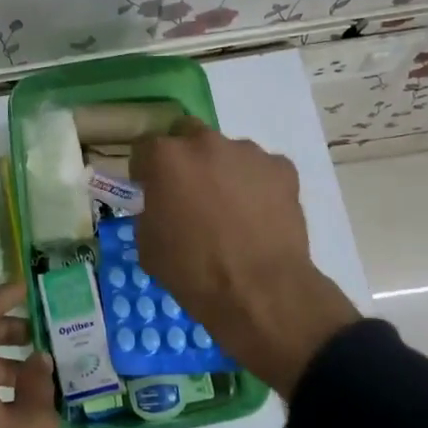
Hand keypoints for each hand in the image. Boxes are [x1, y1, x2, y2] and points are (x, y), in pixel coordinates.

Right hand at [131, 122, 359, 396]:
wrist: (261, 292)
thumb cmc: (193, 272)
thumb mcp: (148, 246)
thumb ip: (149, 212)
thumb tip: (159, 206)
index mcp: (165, 158)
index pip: (144, 148)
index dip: (145, 171)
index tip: (149, 191)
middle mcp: (205, 143)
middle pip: (187, 135)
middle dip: (184, 158)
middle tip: (190, 193)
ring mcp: (248, 152)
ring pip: (227, 152)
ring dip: (222, 171)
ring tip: (231, 211)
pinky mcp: (282, 168)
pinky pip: (261, 170)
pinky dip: (256, 186)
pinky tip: (259, 217)